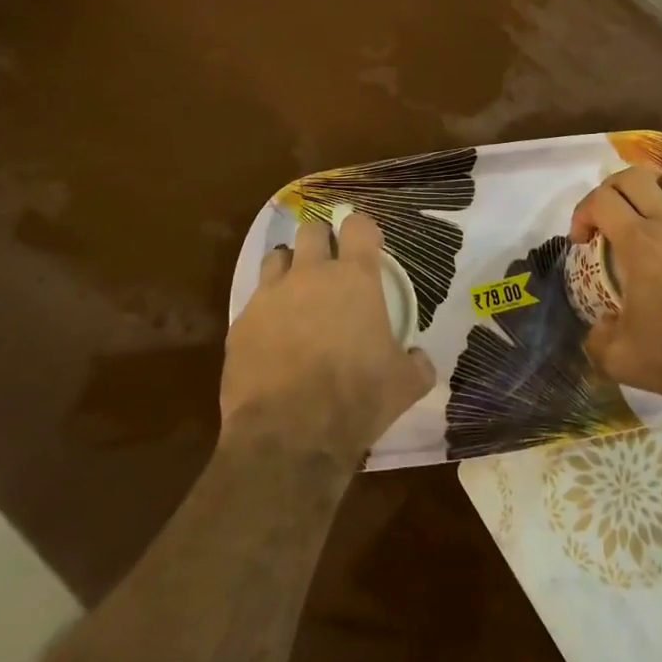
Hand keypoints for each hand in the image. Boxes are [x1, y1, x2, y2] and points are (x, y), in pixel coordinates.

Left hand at [220, 210, 435, 465]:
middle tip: (329, 265)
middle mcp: (311, 274)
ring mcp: (271, 295)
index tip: (368, 244)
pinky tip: (272, 337)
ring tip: (296, 292)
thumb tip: (419, 359)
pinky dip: (265, 311)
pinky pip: (254, 302)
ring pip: (276, 257)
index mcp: (355, 278)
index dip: (363, 230)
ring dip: (288, 267)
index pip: (358, 225)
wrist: (289, 436)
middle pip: (311, 229)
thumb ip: (416, 364)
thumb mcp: (404, 386)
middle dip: (321, 240)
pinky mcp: (241, 322)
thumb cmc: (355, 400)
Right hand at [574, 165, 661, 405]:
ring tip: (655, 211)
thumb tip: (596, 329)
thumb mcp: (625, 361)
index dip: (582, 213)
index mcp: (640, 243)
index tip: (582, 241)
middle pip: (634, 176)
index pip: (600, 200)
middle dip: (613, 190)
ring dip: (659, 186)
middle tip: (610, 217)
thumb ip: (597, 342)